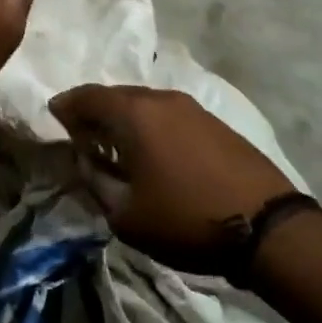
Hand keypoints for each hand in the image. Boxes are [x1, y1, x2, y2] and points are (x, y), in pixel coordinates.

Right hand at [48, 84, 292, 273]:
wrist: (267, 227)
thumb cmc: (185, 219)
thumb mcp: (126, 215)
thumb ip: (97, 182)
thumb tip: (86, 161)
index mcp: (134, 114)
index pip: (88, 96)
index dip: (67, 105)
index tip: (54, 116)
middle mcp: (161, 99)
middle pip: (117, 95)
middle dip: (95, 110)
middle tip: (81, 131)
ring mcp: (192, 108)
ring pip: (145, 103)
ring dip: (124, 118)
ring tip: (115, 142)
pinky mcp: (214, 122)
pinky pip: (168, 114)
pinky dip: (150, 125)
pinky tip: (152, 149)